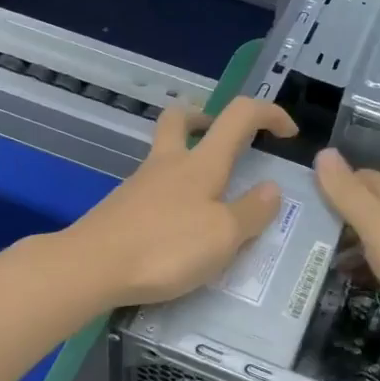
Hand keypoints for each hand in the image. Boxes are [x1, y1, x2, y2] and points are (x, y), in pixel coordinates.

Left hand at [65, 98, 297, 306]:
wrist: (91, 267)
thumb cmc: (166, 248)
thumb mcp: (224, 236)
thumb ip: (252, 211)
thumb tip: (272, 188)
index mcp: (201, 163)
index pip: (239, 115)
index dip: (268, 113)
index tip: (288, 133)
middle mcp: (168, 163)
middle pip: (181, 118)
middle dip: (206, 118)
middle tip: (224, 139)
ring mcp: (140, 184)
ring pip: (164, 153)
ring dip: (188, 160)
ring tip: (210, 199)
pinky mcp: (121, 208)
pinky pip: (153, 188)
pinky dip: (172, 195)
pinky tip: (178, 228)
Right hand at [314, 148, 379, 352]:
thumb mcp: (376, 227)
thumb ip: (347, 192)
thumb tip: (324, 152)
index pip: (359, 176)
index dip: (334, 189)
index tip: (309, 211)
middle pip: (379, 201)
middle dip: (351, 217)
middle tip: (321, 244)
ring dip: (371, 240)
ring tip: (348, 266)